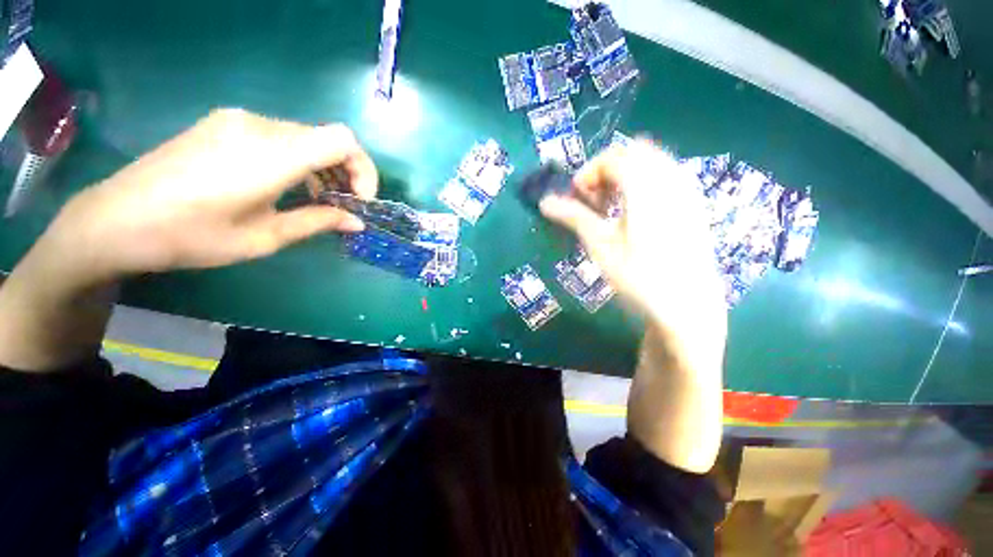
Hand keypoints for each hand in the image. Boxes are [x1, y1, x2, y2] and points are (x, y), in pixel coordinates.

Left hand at [47, 109, 377, 285]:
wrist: (115, 220)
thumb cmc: (192, 236)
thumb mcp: (265, 237)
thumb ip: (318, 222)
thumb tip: (357, 222)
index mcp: (271, 154)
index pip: (343, 140)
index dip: (363, 168)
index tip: (360, 200)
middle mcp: (258, 125)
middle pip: (327, 137)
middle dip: (347, 171)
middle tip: (343, 205)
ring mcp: (238, 120)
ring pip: (305, 136)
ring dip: (322, 166)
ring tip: (317, 198)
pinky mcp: (224, 123)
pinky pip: (279, 135)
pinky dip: (298, 159)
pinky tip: (286, 184)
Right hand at [539, 140, 724, 331]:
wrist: (688, 305)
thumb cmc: (638, 276)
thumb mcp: (600, 245)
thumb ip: (573, 217)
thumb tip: (544, 202)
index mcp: (645, 186)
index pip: (612, 158)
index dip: (588, 174)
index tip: (576, 198)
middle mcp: (670, 178)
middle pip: (632, 153)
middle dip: (606, 171)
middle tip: (593, 201)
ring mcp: (687, 190)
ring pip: (650, 161)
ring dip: (625, 175)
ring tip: (612, 206)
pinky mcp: (694, 204)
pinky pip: (666, 175)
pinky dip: (644, 183)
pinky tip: (636, 212)